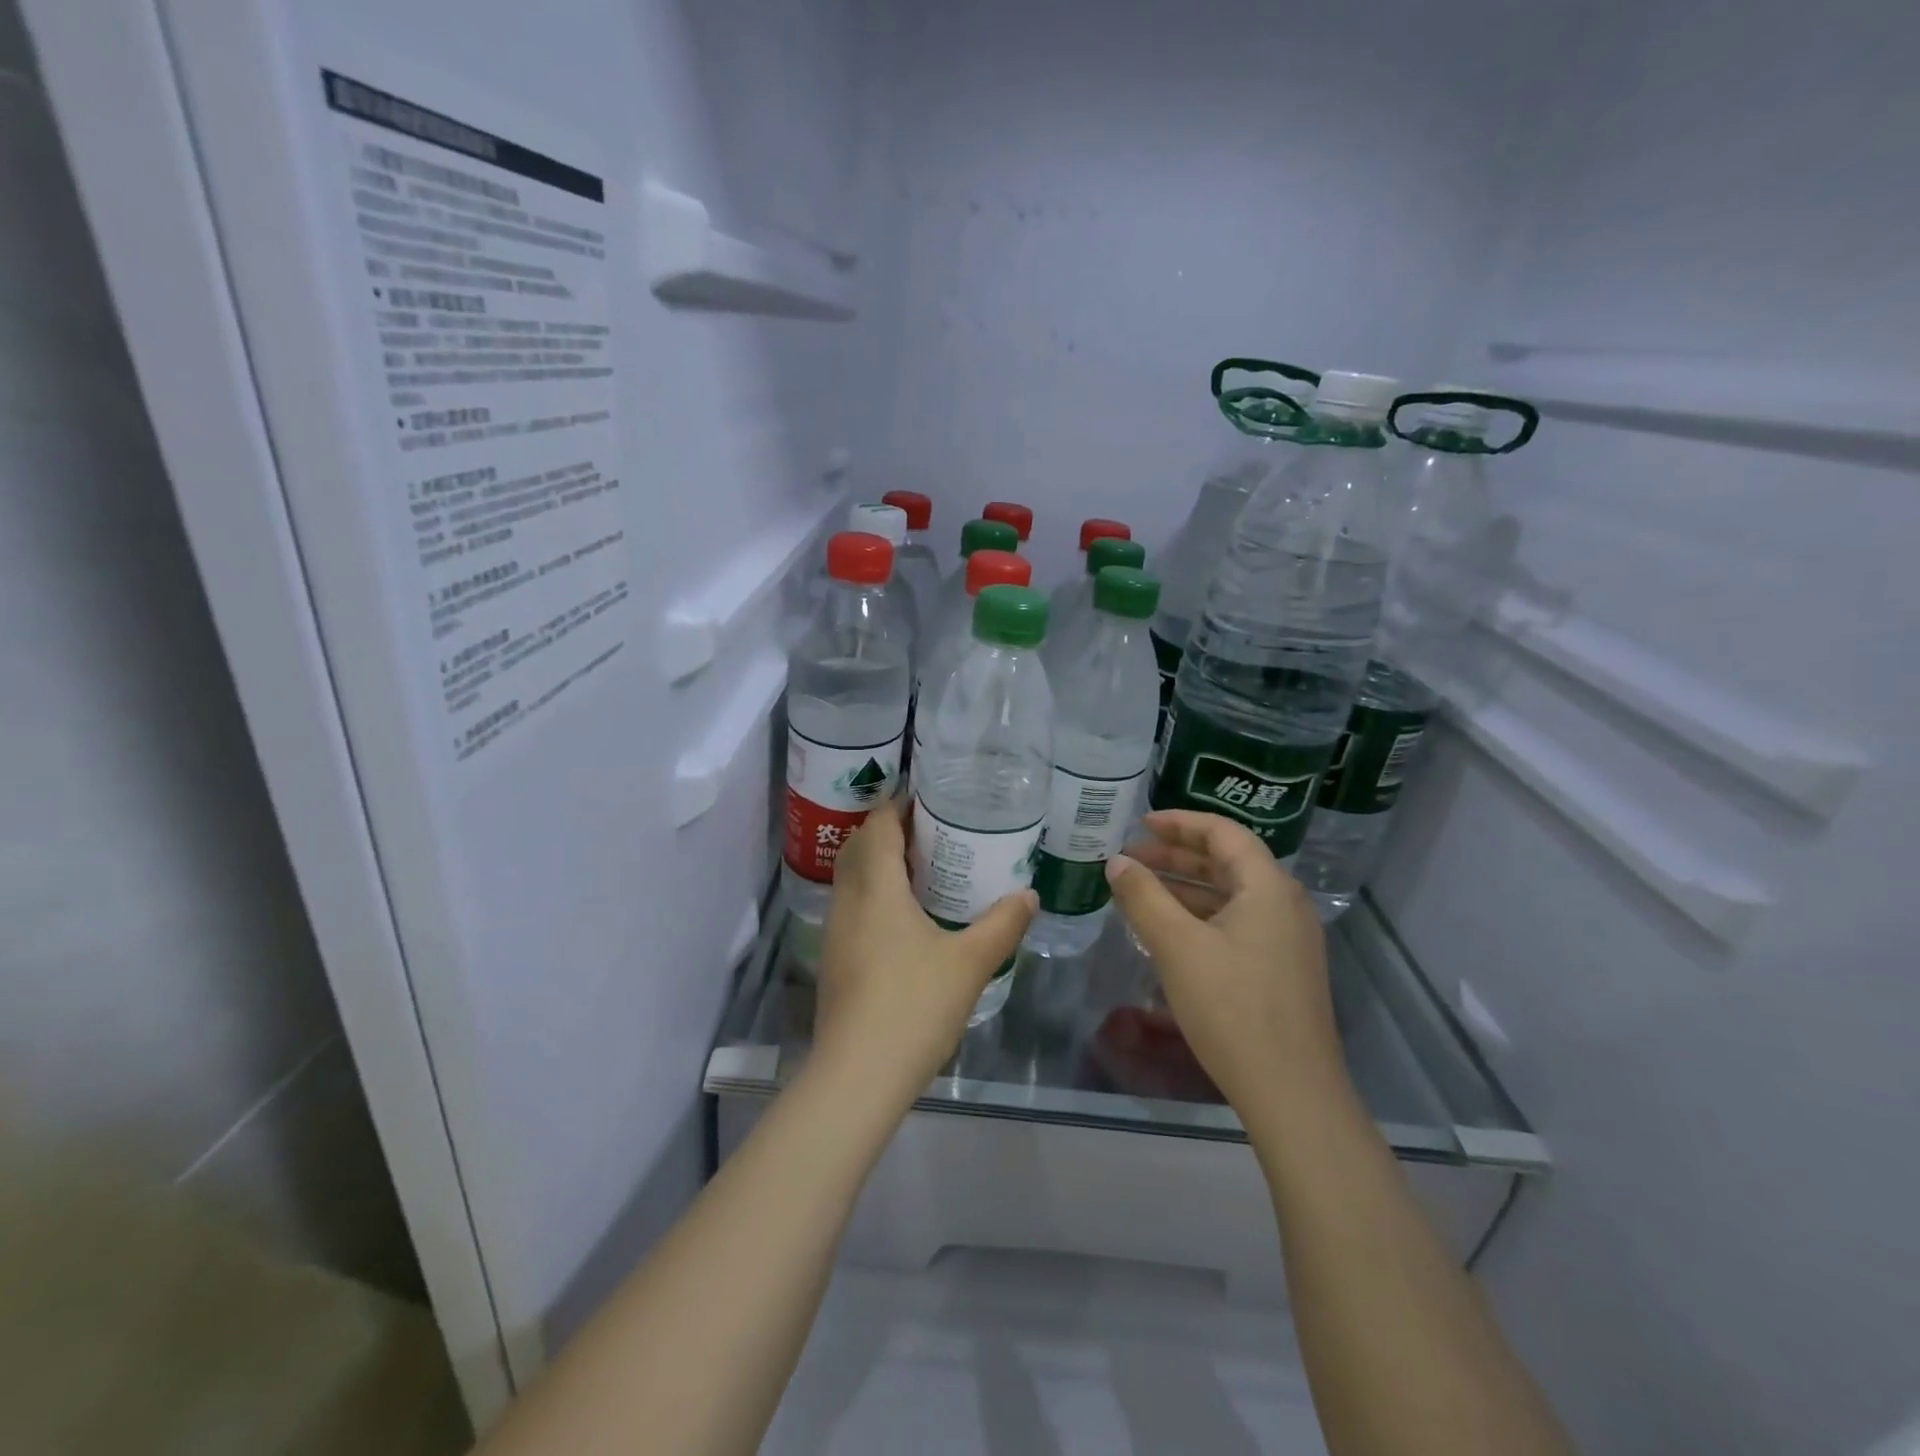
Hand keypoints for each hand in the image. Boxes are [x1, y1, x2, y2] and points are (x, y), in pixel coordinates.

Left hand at [814, 798, 1035, 1105]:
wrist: (857, 1075)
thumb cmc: (913, 1006)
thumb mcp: (970, 962)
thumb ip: (1002, 923)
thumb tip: (1029, 893)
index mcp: (876, 889)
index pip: (878, 827)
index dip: (897, 806)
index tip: (928, 798)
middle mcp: (848, 901)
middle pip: (858, 848)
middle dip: (887, 831)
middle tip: (930, 829)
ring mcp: (835, 933)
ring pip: (851, 879)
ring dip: (877, 863)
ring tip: (920, 867)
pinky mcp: (835, 960)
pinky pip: (851, 907)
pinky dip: (873, 894)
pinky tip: (903, 917)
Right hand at [1104, 810, 1342, 1115]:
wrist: (1292, 1093)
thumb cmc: (1232, 1008)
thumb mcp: (1177, 946)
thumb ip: (1143, 897)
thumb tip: (1117, 862)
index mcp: (1268, 887)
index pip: (1222, 833)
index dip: (1179, 823)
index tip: (1139, 823)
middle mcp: (1284, 904)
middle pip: (1227, 861)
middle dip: (1176, 856)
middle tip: (1130, 858)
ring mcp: (1288, 939)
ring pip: (1230, 895)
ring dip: (1185, 887)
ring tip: (1140, 890)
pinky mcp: (1282, 968)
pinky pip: (1237, 923)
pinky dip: (1200, 915)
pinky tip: (1169, 930)